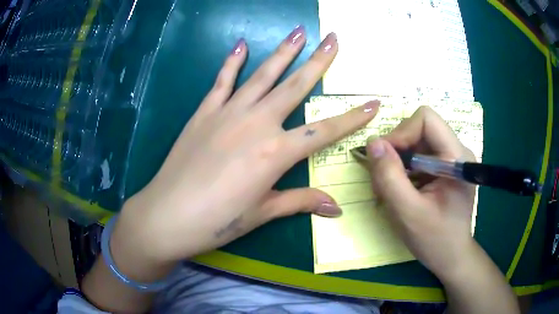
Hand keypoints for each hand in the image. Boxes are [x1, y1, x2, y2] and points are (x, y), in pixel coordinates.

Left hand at [113, 27, 379, 265]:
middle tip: (334, 39)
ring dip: (283, 51)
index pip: (325, 131)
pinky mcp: (204, 112)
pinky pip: (222, 81)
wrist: (168, 214)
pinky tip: (241, 44)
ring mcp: (228, 113)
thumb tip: (336, 208)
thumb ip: (300, 202)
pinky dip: (231, 62)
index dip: (353, 118)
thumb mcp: (262, 213)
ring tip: (298, 31)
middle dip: (319, 61)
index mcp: (276, 152)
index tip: (373, 103)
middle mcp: (256, 123)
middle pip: (295, 86)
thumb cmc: (217, 220)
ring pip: (262, 75)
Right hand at [366, 106, 475, 278]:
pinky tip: (402, 190)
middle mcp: (456, 150)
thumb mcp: (408, 213)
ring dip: (398, 161)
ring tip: (391, 189)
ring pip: (416, 141)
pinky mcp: (445, 167)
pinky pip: (418, 155)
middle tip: (384, 179)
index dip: (401, 133)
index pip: (426, 119)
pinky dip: (404, 169)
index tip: (385, 158)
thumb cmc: (435, 240)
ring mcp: (451, 158)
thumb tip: (373, 143)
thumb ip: (390, 177)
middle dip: (397, 150)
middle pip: (419, 129)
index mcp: (456, 157)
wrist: (451, 256)